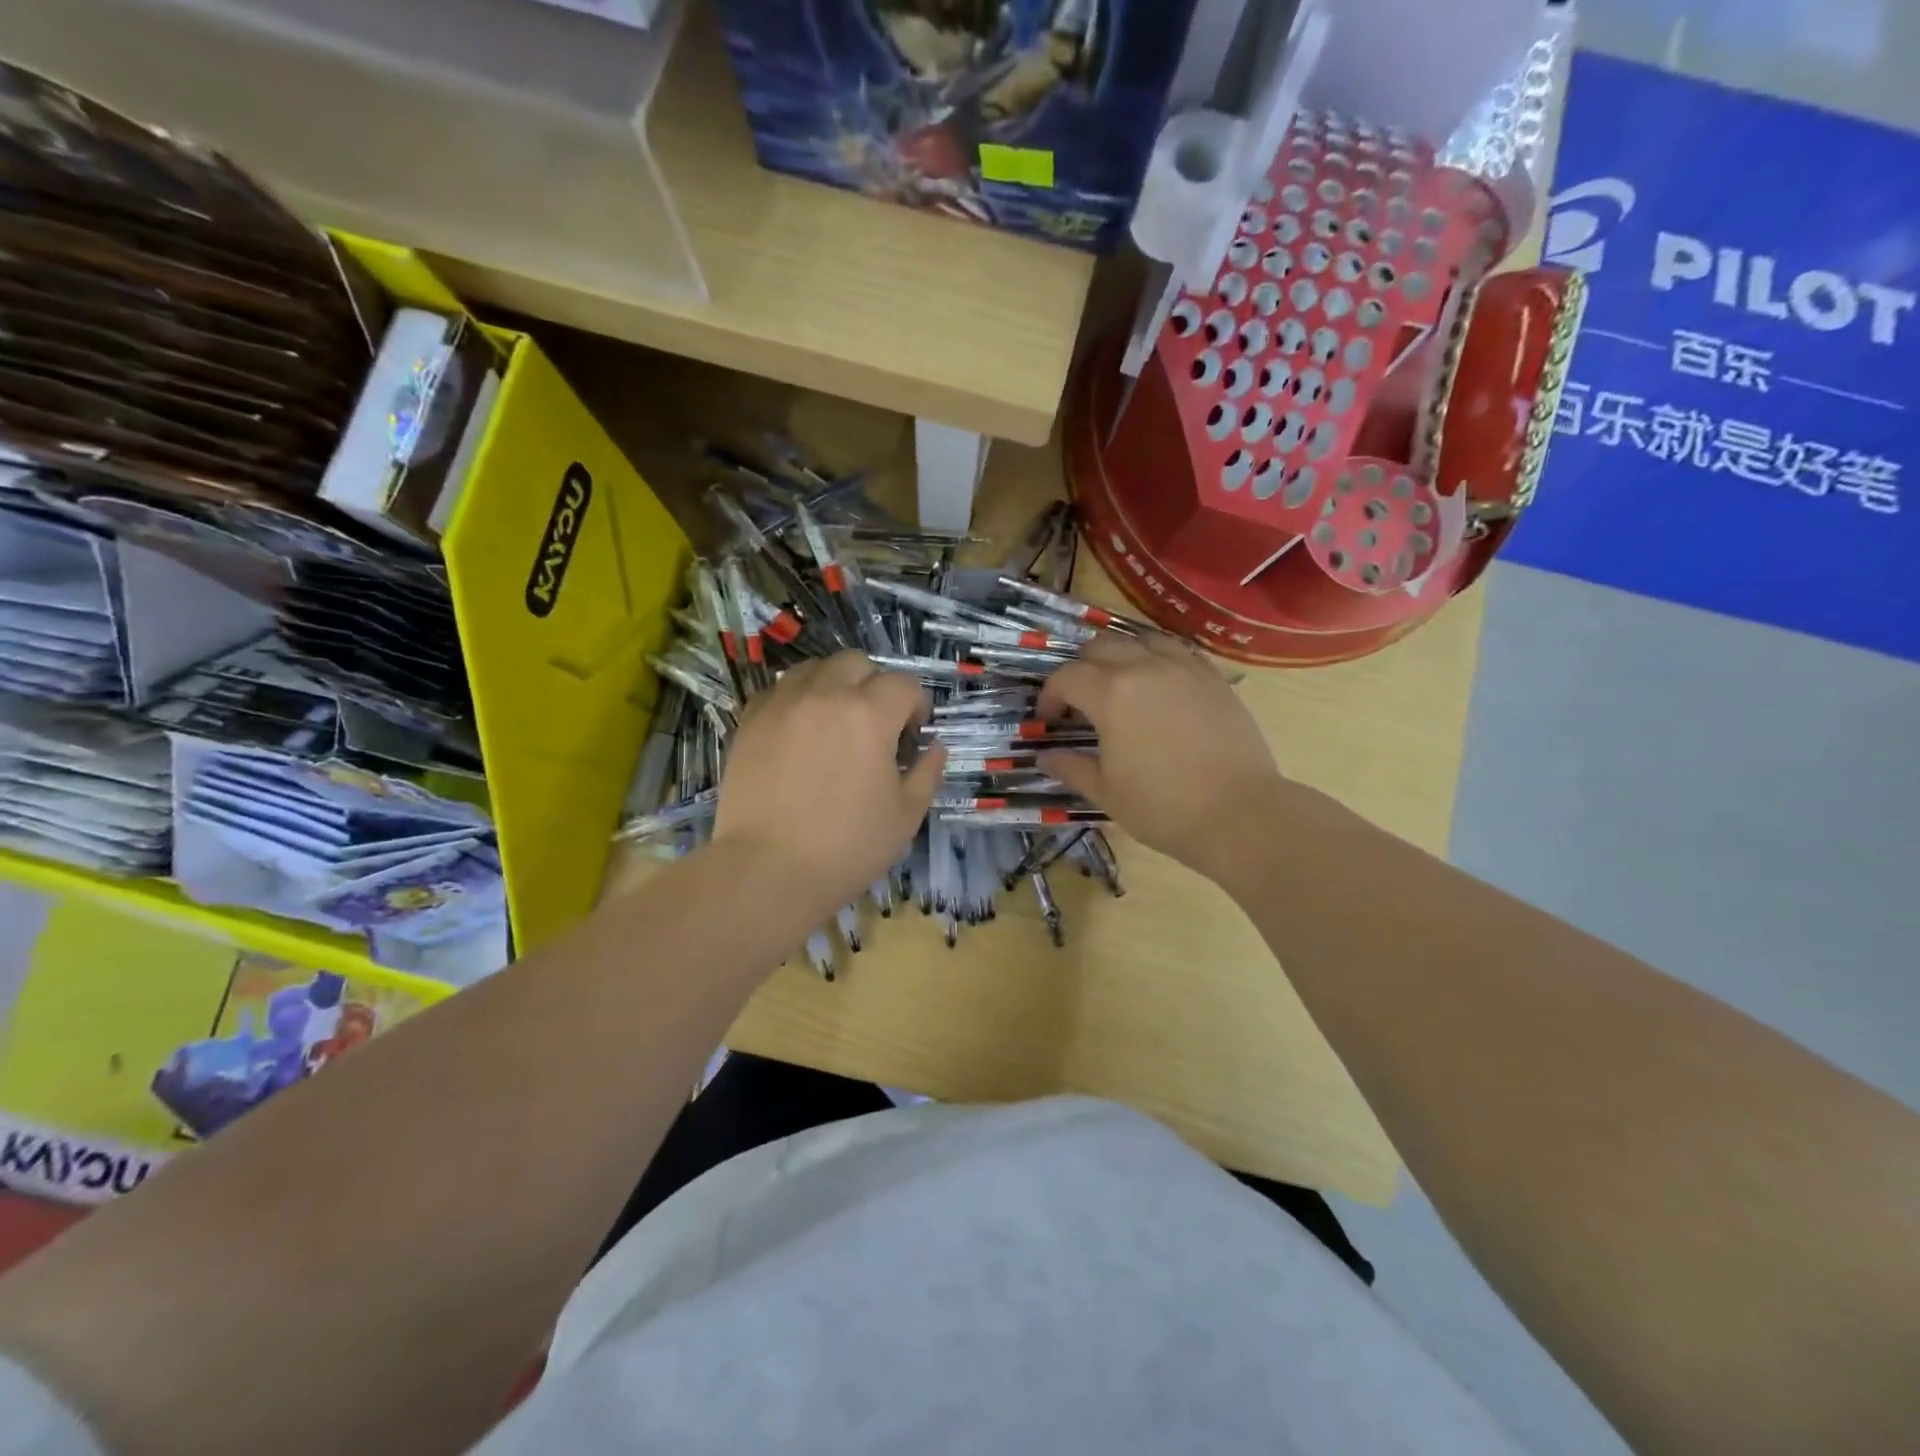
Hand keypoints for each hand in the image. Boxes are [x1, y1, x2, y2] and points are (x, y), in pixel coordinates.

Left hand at [714, 651, 945, 912]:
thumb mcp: (906, 815)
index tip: (912, 736)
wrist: (767, 870)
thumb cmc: (847, 846)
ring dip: (834, 685)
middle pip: (856, 663)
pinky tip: (800, 733)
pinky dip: (797, 699)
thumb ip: (927, 773)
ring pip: (814, 669)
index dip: (916, 706)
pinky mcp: (750, 721)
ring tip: (834, 723)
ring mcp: (781, 704)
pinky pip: (779, 690)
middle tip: (875, 725)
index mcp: (869, 714)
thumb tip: (934, 747)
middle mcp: (824, 695)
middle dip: (875, 685)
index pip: (903, 684)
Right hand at [1036, 633, 1286, 882]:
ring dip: (1121, 655)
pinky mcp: (1213, 678)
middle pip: (1101, 646)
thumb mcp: (1107, 792)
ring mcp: (1184, 668)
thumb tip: (1045, 757)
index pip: (1067, 676)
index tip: (1050, 720)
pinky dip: (1158, 658)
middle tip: (1079, 700)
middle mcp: (1145, 668)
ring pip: (1141, 639)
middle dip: (1081, 669)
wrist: (1240, 813)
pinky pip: (1178, 651)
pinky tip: (1159, 685)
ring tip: (1120, 683)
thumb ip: (1072, 768)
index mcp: (1111, 694)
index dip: (1050, 695)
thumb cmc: (1163, 807)